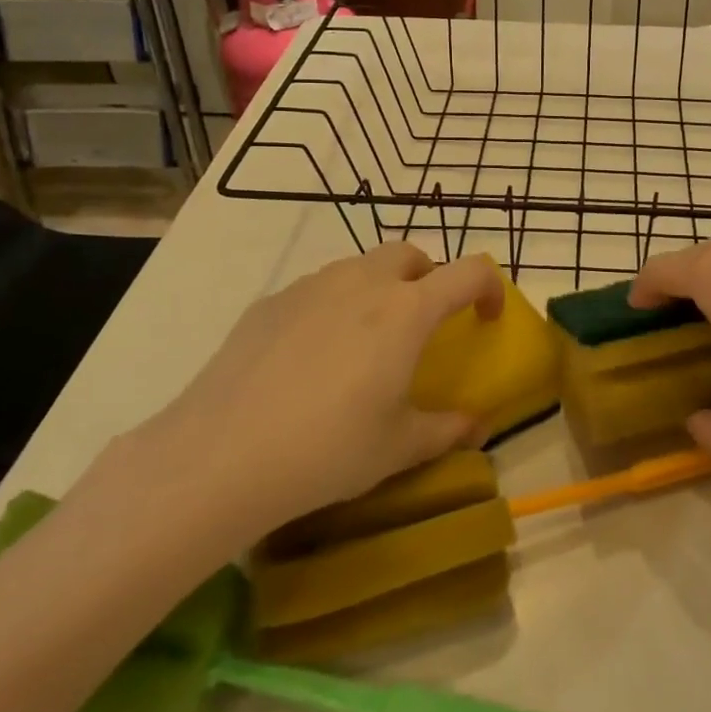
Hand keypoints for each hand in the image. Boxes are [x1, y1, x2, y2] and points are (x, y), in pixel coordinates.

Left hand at [85, 246, 498, 573]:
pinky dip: (334, 306)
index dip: (490, 288)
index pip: (470, 271)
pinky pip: (317, 289)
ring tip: (366, 342)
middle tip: (423, 326)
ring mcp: (311, 287)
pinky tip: (311, 357)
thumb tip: (476, 426)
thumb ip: (446, 430)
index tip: (486, 320)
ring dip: (380, 289)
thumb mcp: (398, 447)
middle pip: (411, 255)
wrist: (220, 456)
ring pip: (361, 266)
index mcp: (406, 311)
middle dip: (430, 279)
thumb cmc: (328, 449)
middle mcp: (363, 283)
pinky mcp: (270, 302)